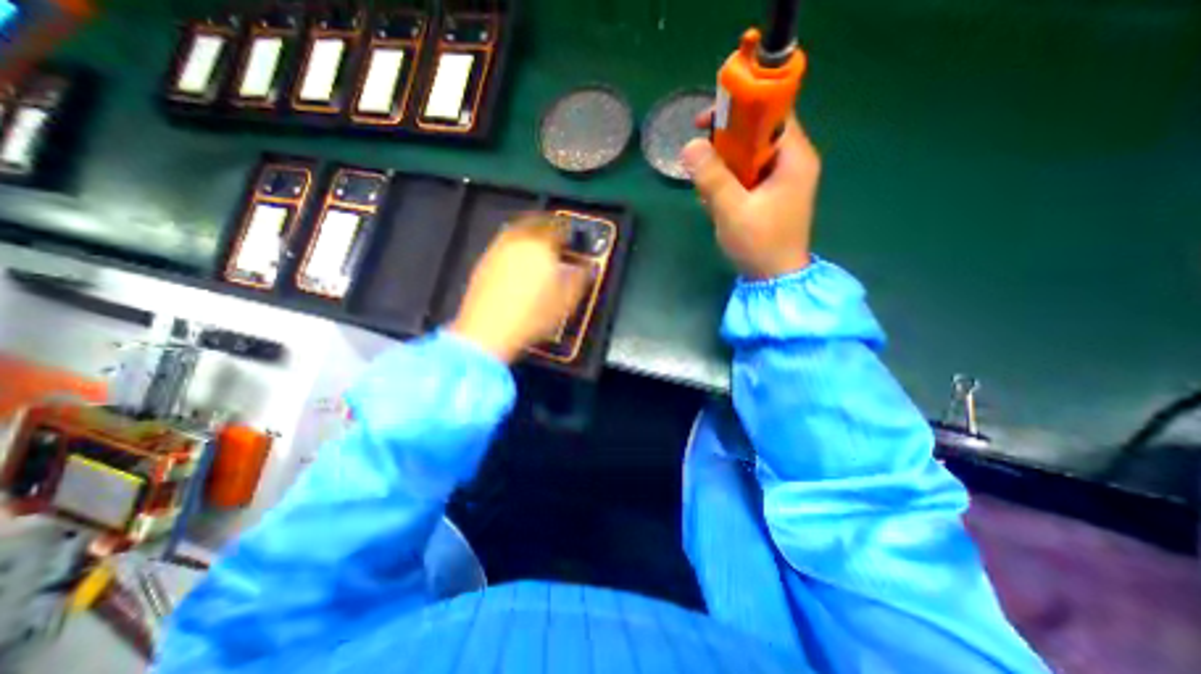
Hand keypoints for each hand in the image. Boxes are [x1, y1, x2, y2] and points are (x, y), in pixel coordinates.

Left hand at [450, 214, 586, 363]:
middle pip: (535, 222)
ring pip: (517, 232)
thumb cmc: (531, 316)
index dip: (569, 231)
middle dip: (548, 226)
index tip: (573, 237)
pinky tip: (518, 263)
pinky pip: (503, 246)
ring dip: (529, 235)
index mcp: (541, 245)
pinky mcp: (483, 263)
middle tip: (556, 234)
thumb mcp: (567, 300)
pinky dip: (514, 248)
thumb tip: (587, 268)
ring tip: (538, 247)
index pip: (559, 227)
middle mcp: (518, 241)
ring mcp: (497, 250)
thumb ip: (580, 278)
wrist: (489, 331)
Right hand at [681, 110, 820, 278]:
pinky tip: (716, 205)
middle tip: (700, 161)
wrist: (774, 279)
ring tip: (708, 195)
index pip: (771, 112)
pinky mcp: (770, 195)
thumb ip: (712, 177)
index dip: (740, 108)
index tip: (707, 121)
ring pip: (746, 157)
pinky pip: (745, 177)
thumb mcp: (732, 210)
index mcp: (793, 158)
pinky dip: (728, 185)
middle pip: (756, 134)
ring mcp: (781, 180)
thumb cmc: (760, 244)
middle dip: (724, 146)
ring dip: (722, 170)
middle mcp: (791, 162)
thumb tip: (689, 145)